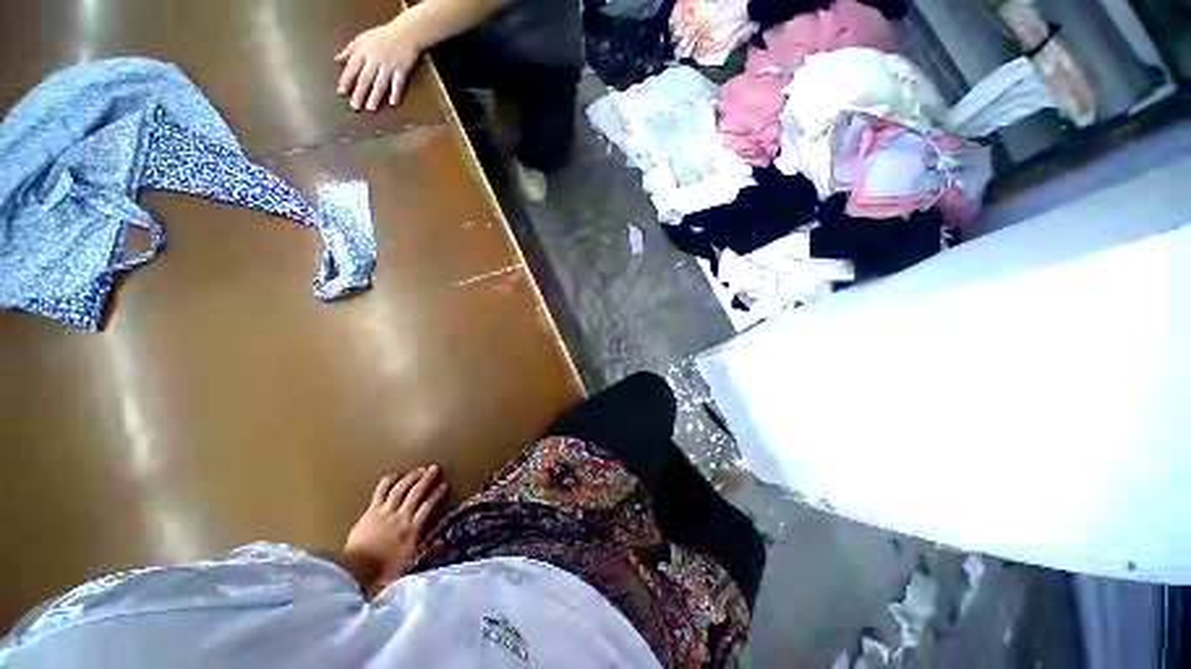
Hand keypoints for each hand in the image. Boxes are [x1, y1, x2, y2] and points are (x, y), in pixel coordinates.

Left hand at [335, 20, 422, 111]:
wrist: (404, 33)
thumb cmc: (382, 36)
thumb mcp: (362, 39)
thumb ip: (350, 50)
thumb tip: (338, 59)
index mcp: (364, 52)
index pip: (352, 68)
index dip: (346, 80)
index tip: (341, 92)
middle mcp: (375, 60)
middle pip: (365, 79)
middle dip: (359, 93)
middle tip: (355, 106)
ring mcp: (389, 66)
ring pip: (380, 84)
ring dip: (375, 96)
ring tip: (371, 108)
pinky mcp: (401, 70)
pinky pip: (398, 84)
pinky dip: (395, 93)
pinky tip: (392, 102)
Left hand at [344, 466, 448, 587]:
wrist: (355, 569)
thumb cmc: (382, 570)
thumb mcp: (407, 562)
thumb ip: (421, 547)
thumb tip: (438, 542)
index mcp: (412, 529)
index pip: (428, 507)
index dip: (437, 495)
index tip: (444, 485)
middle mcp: (401, 516)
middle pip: (416, 493)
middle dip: (427, 479)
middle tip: (434, 468)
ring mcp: (385, 512)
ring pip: (401, 489)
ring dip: (411, 477)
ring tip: (419, 469)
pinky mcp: (371, 511)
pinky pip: (380, 492)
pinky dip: (388, 482)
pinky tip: (394, 474)